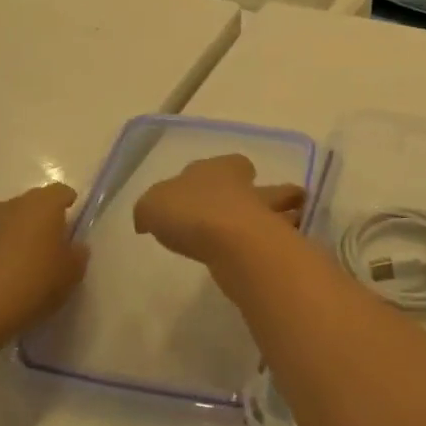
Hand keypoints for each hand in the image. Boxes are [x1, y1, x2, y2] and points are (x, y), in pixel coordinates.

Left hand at [0, 183, 87, 346]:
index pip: (62, 192)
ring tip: (32, 262)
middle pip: (37, 203)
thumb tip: (74, 247)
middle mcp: (16, 203)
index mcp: (44, 203)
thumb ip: (78, 255)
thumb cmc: (33, 283)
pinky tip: (11, 273)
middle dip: (47, 218)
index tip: (75, 224)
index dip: (70, 205)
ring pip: (16, 219)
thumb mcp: (71, 274)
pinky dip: (7, 248)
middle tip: (56, 245)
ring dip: (25, 233)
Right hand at [132, 154, 305, 266]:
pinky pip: (275, 244)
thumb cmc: (191, 211)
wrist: (233, 242)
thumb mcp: (152, 205)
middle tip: (256, 209)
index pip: (231, 164)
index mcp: (222, 168)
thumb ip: (150, 209)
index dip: (226, 173)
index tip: (220, 187)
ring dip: (278, 222)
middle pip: (264, 187)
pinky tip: (260, 261)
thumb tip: (147, 219)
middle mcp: (248, 187)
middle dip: (264, 196)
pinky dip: (271, 250)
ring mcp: (267, 216)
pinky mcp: (275, 246)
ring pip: (278, 214)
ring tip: (266, 238)